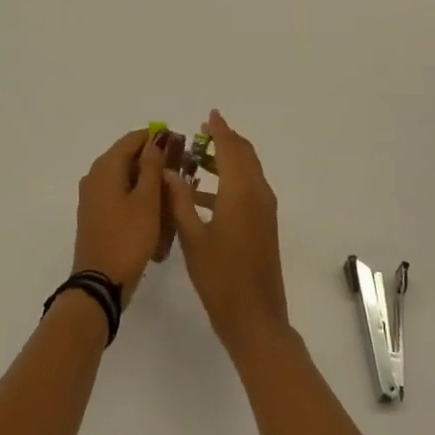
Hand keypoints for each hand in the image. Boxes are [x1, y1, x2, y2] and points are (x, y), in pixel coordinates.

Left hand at [73, 128, 167, 300]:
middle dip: (153, 161)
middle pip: (126, 157)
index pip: (132, 139)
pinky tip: (155, 211)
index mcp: (105, 167)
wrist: (100, 283)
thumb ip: (152, 167)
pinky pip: (118, 195)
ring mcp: (92, 197)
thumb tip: (155, 141)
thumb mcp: (147, 201)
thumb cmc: (128, 238)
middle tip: (181, 171)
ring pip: (124, 178)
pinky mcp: (95, 215)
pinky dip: (136, 197)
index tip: (179, 145)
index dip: (155, 138)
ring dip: (146, 181)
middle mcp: (94, 176)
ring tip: (172, 193)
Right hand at [164, 111, 288, 352]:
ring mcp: (265, 211)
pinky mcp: (264, 225)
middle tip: (201, 133)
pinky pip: (249, 189)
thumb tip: (169, 172)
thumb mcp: (192, 238)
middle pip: (244, 156)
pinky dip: (230, 181)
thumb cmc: (220, 278)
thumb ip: (179, 201)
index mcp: (240, 193)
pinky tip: (203, 194)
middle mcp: (258, 195)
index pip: (230, 149)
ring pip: (248, 172)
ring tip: (197, 159)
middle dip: (225, 141)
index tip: (208, 115)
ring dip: (227, 160)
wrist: (256, 319)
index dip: (219, 130)